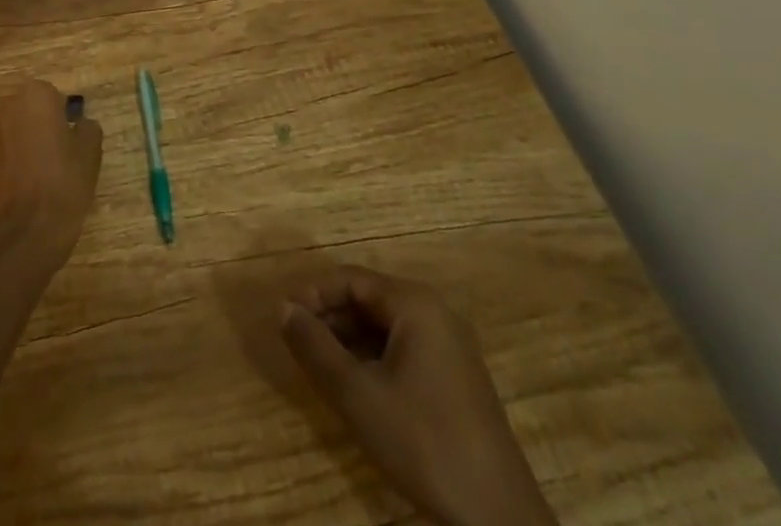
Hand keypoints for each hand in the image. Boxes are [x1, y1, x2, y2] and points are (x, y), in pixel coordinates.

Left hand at [0, 79, 102, 277]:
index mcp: (36, 96)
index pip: (53, 96)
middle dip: (40, 124)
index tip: (70, 139)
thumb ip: (87, 127)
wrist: (23, 235)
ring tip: (39, 169)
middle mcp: (6, 105)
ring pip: (12, 127)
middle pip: (28, 108)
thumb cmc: (63, 186)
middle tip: (57, 152)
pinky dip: (9, 158)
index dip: (64, 117)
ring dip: (23, 139)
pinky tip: (22, 182)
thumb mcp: (90, 153)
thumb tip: (79, 123)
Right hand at [281, 266, 556, 525]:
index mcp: (415, 304)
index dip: (314, 293)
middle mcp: (435, 312)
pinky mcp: (455, 377)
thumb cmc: (423, 442)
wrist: (497, 517)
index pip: (352, 279)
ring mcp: (449, 345)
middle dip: (330, 316)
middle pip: (369, 299)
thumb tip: (283, 308)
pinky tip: (355, 384)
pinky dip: (373, 357)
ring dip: (348, 339)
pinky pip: (403, 348)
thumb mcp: (358, 396)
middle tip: (296, 341)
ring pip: (385, 326)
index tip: (284, 317)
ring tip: (317, 363)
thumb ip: (316, 348)